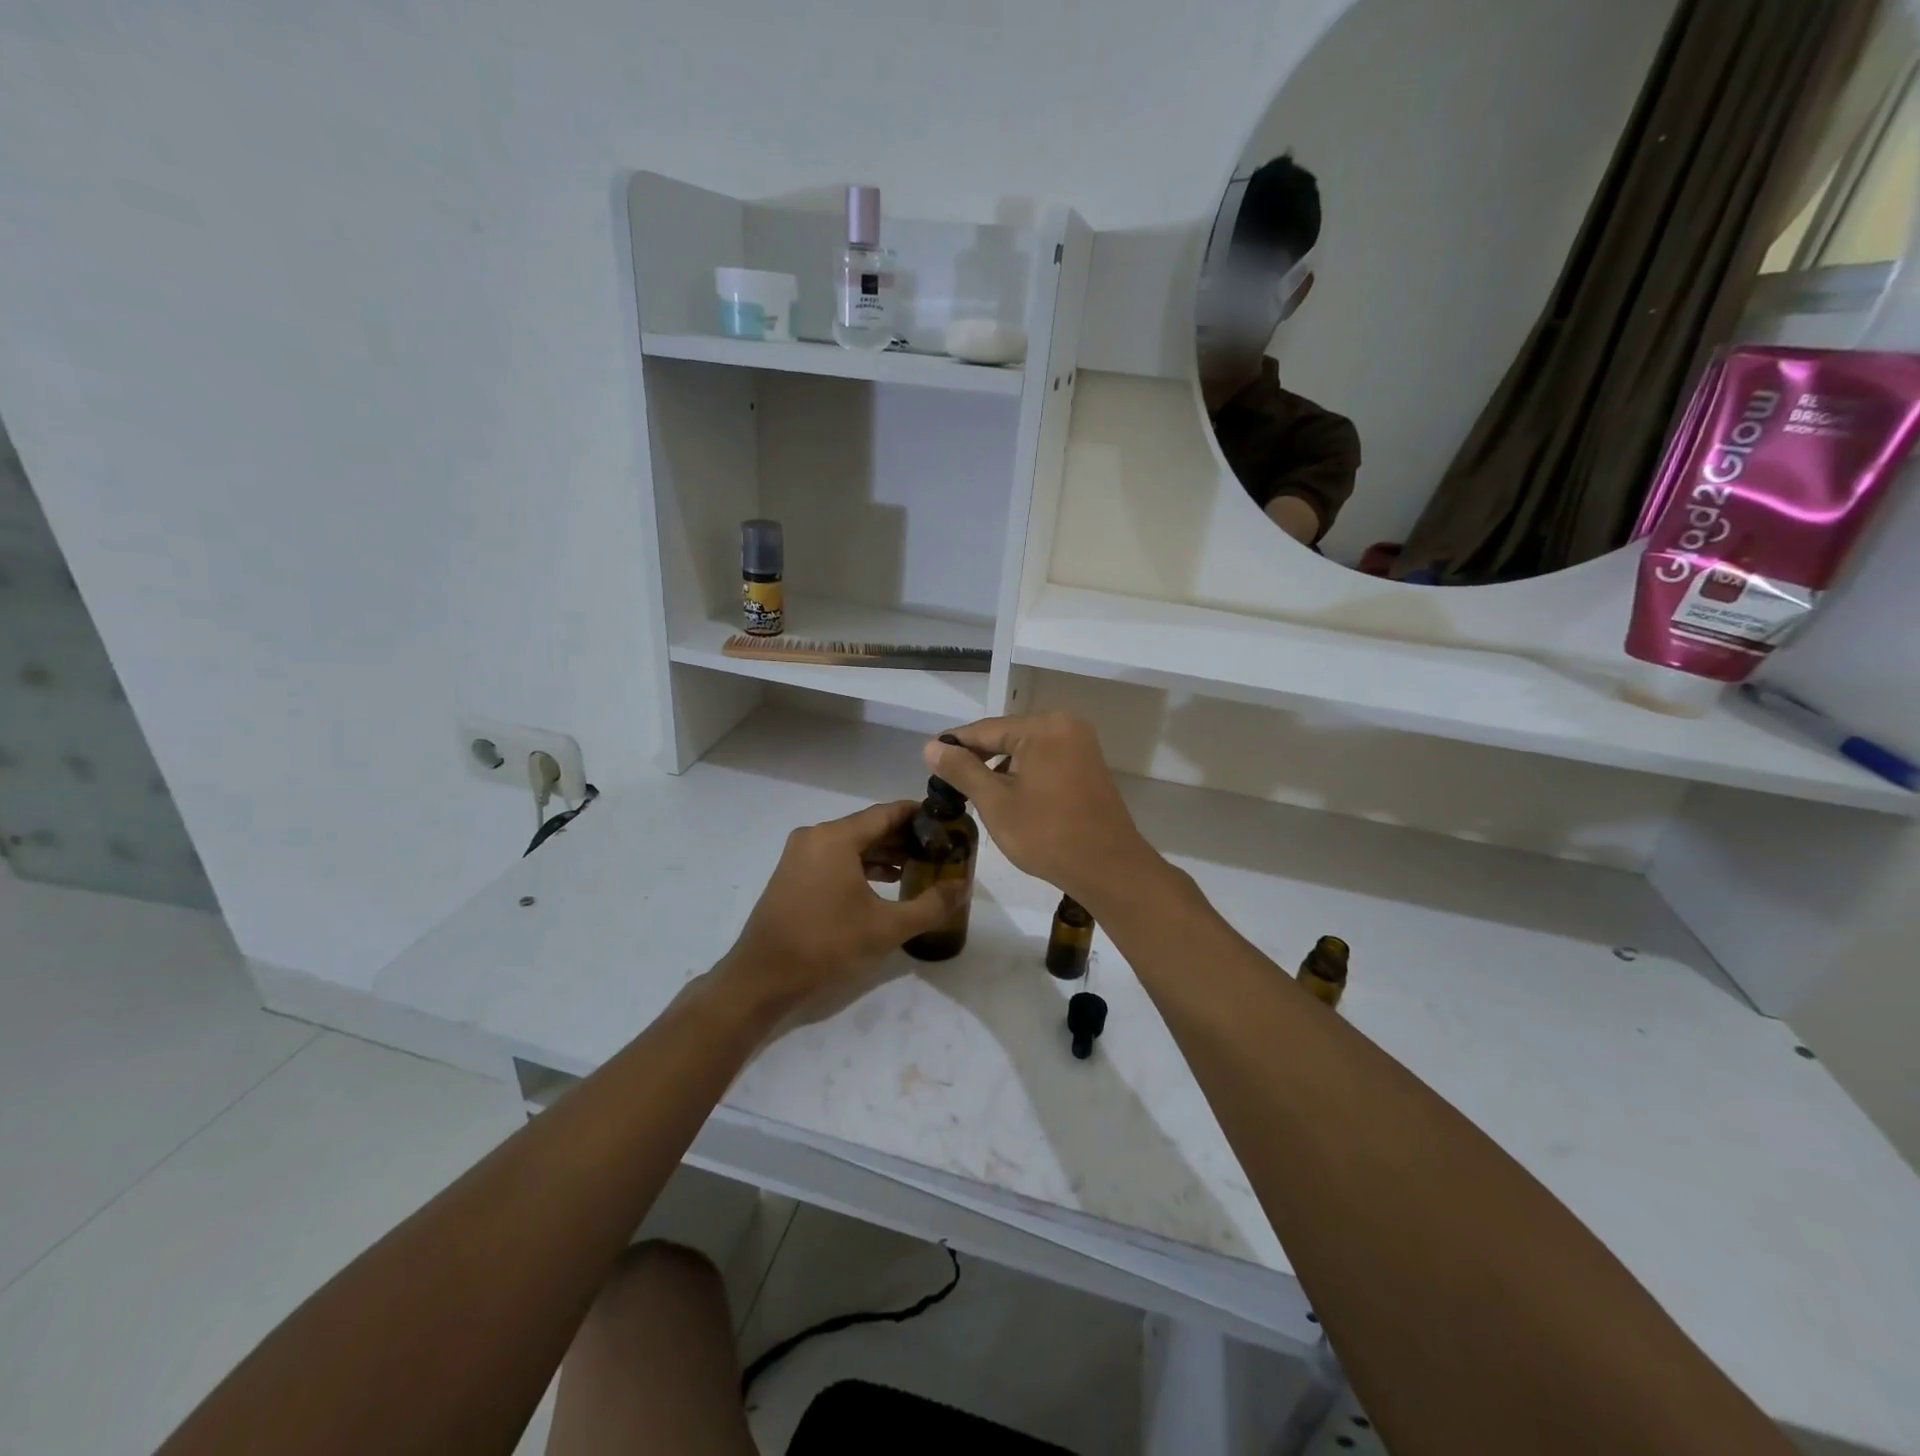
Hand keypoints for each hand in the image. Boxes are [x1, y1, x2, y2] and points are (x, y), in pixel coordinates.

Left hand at [719, 801, 963, 1023]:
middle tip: (939, 849)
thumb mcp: (886, 927)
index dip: (919, 815)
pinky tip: (885, 883)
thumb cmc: (826, 945)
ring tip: (919, 867)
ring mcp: (800, 855)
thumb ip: (930, 905)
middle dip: (905, 837)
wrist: (762, 978)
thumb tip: (963, 887)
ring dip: (884, 853)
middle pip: (869, 827)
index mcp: (836, 837)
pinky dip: (861, 866)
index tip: (947, 823)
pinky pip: (835, 859)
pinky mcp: (792, 875)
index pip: (887, 813)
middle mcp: (815, 836)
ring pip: (852, 844)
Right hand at [924, 712, 1162, 913]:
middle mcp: (1065, 725)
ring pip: (1026, 748)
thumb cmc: (1047, 834)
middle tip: (947, 779)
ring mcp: (1081, 745)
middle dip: (977, 756)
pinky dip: (1023, 772)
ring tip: (972, 790)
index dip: (954, 744)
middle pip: (1007, 735)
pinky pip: (1046, 760)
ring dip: (1000, 766)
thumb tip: (931, 746)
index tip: (928, 759)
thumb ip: (962, 769)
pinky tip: (1007, 795)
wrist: (1108, 868)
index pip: (985, 729)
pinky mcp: (1088, 766)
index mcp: (1043, 727)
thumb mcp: (995, 802)